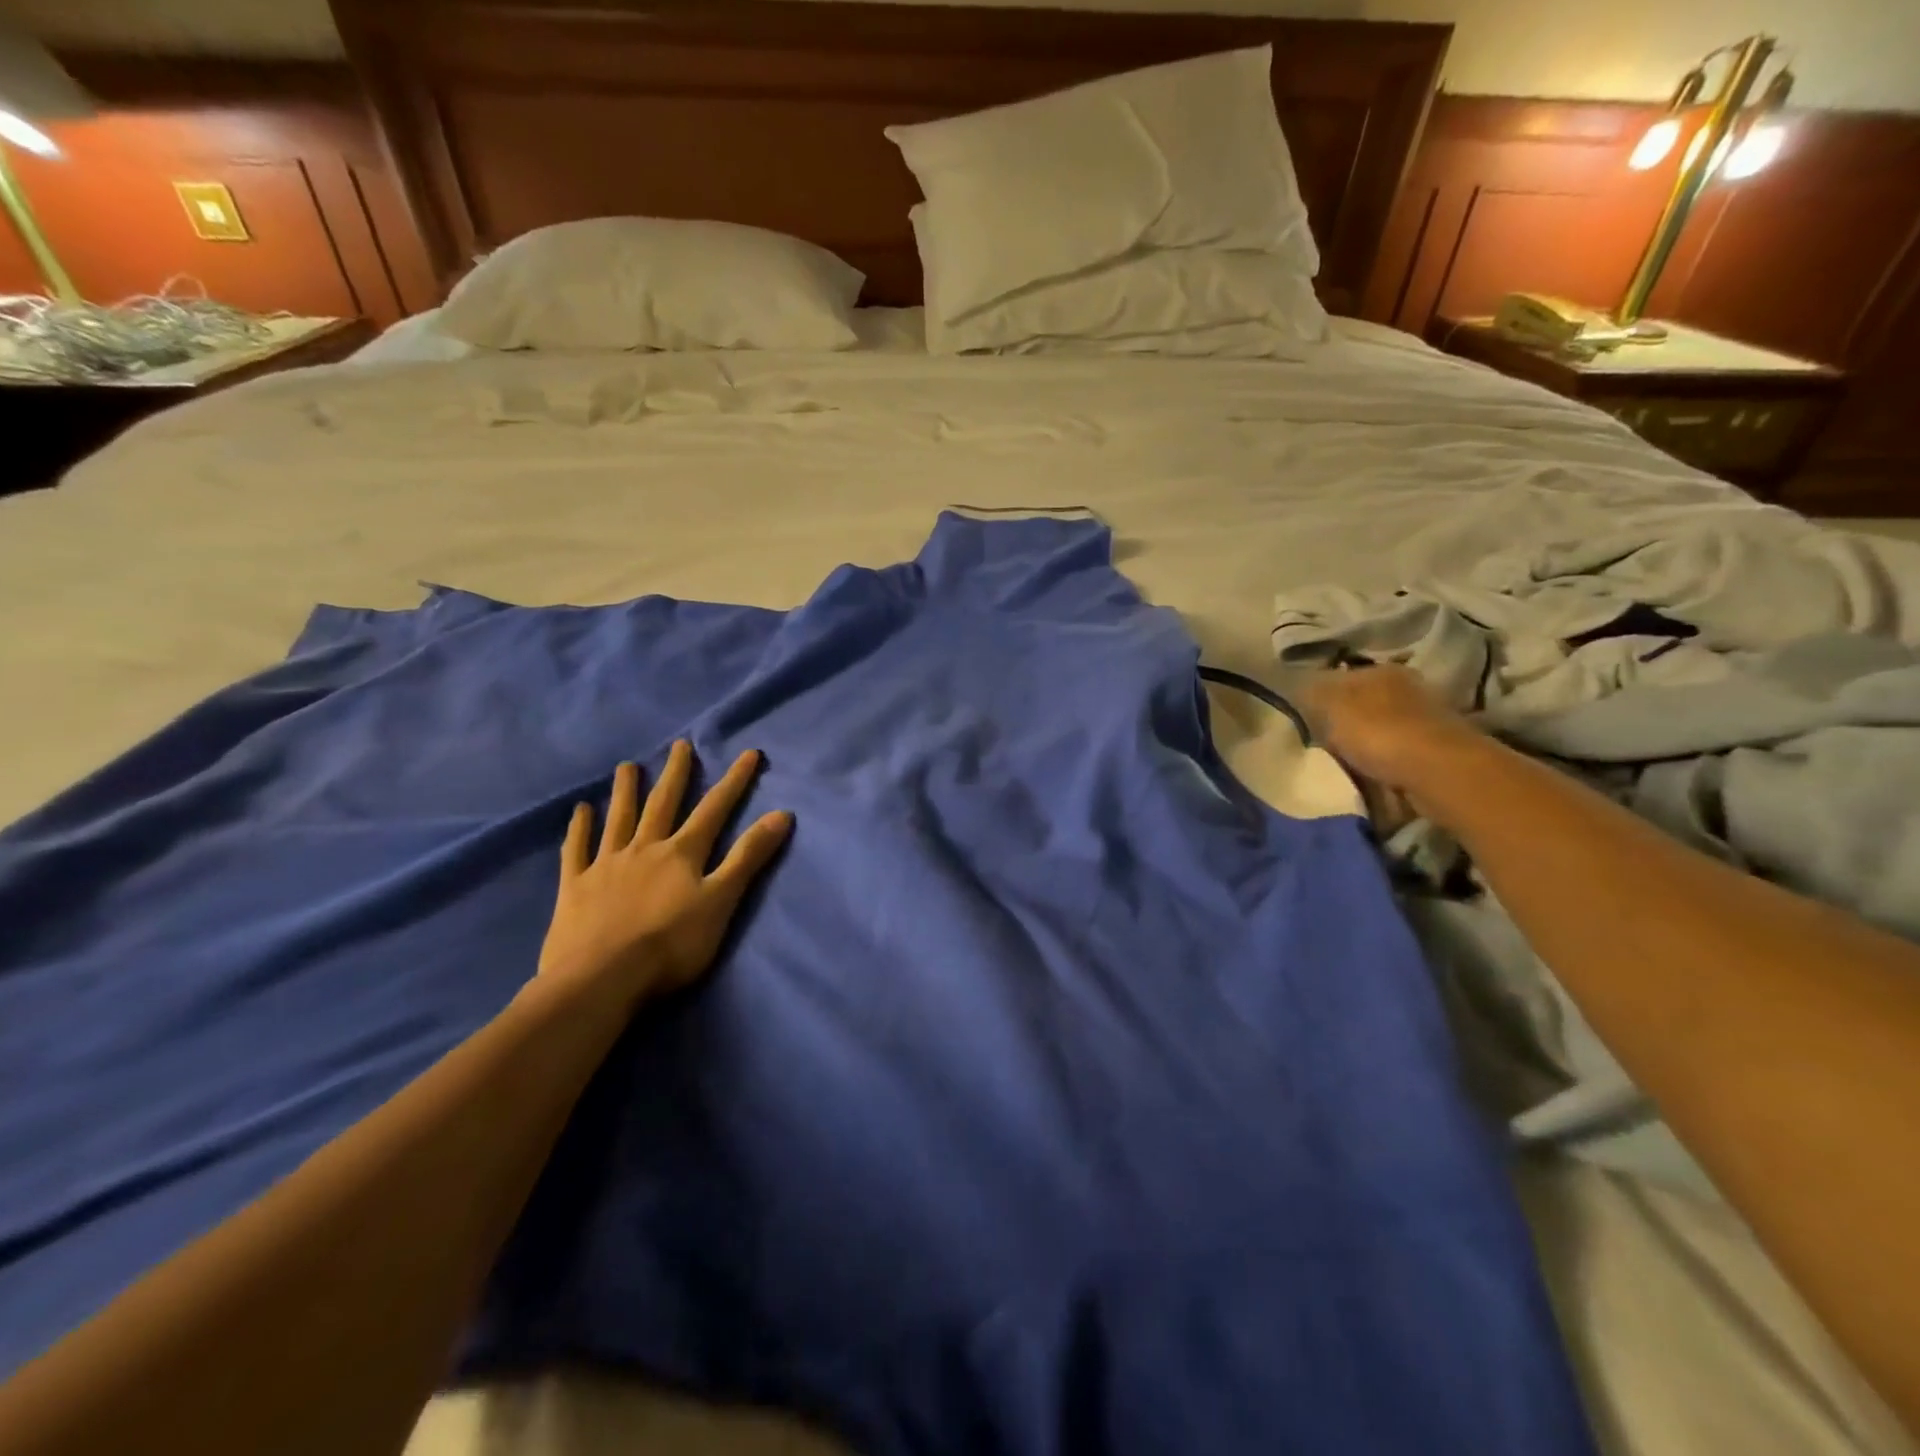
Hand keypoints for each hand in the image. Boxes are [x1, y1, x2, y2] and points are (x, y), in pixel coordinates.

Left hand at [535, 741, 792, 1011]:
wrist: (602, 979)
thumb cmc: (671, 945)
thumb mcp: (722, 902)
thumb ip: (748, 858)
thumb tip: (782, 814)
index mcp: (682, 854)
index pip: (715, 809)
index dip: (734, 781)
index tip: (750, 753)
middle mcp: (644, 849)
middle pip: (663, 804)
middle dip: (676, 774)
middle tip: (680, 745)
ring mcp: (606, 866)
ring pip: (619, 819)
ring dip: (626, 791)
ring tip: (628, 766)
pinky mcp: (575, 888)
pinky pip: (576, 850)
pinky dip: (580, 829)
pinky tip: (580, 811)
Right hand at [1301, 666, 1490, 814]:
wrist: (1438, 772)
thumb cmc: (1378, 731)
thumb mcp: (1329, 704)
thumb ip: (1311, 692)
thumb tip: (1298, 685)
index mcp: (1381, 670)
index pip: (1340, 675)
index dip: (1317, 695)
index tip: (1303, 718)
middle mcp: (1407, 687)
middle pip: (1361, 702)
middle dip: (1342, 721)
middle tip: (1321, 743)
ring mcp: (1425, 718)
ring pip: (1379, 728)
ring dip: (1363, 744)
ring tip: (1343, 763)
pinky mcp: (1435, 750)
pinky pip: (1395, 752)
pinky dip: (1382, 761)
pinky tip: (1370, 774)